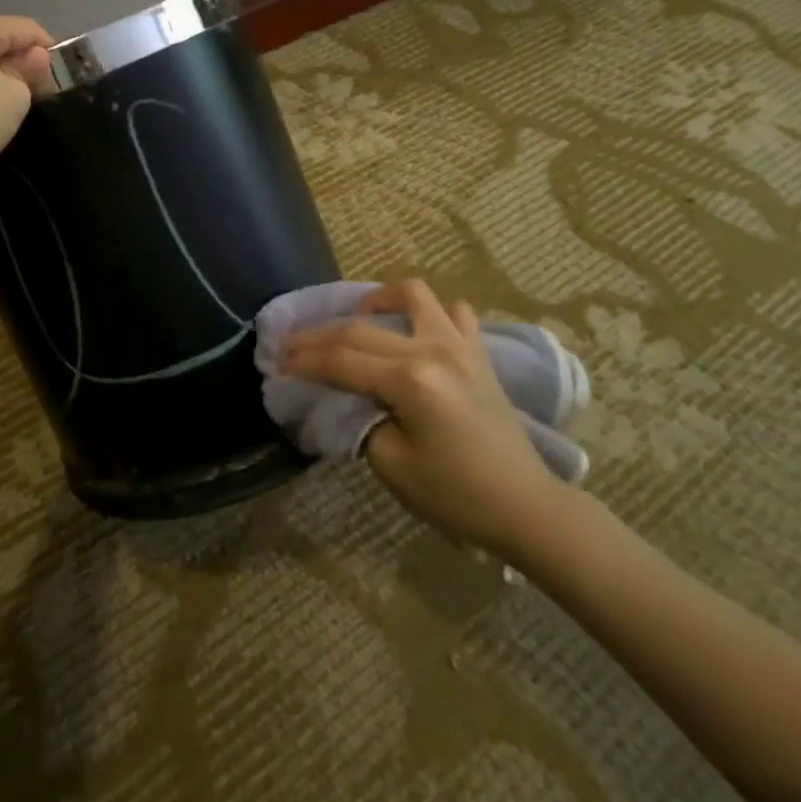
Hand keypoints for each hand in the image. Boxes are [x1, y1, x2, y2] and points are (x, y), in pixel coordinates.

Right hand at [280, 279, 570, 557]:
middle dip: (317, 336)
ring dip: (376, 300)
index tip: (275, 363)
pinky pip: (453, 313)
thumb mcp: (392, 465)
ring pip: (412, 295)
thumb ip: (360, 419)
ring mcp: (459, 345)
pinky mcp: (478, 353)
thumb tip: (343, 396)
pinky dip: (428, 313)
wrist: (525, 506)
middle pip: (359, 328)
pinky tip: (413, 330)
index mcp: (410, 380)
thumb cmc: (456, 495)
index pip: (340, 360)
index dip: (303, 361)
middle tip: (289, 345)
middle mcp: (433, 349)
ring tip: (357, 318)